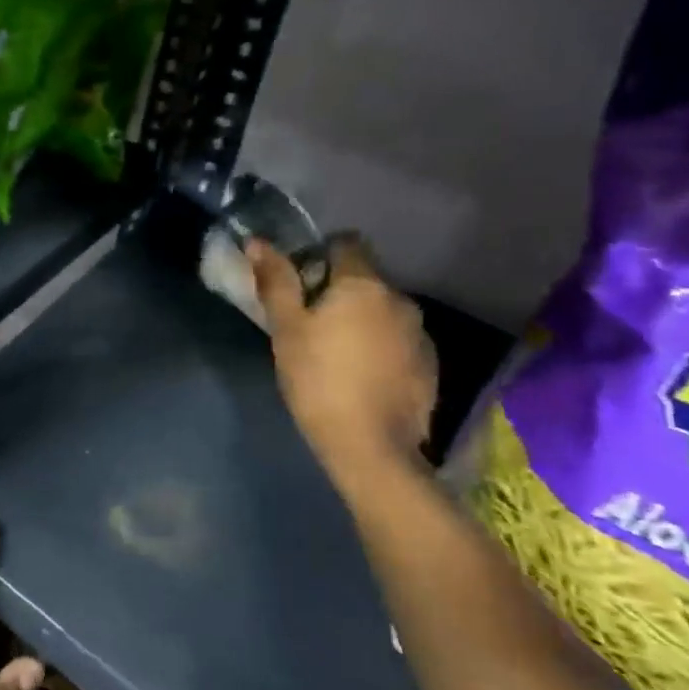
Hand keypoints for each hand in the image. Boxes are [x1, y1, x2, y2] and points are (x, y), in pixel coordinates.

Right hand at [251, 235, 437, 479]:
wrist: (372, 448)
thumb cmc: (318, 379)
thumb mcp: (286, 329)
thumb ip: (276, 282)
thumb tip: (257, 241)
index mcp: (364, 284)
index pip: (347, 243)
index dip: (320, 254)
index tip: (299, 282)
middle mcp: (400, 298)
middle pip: (365, 278)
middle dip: (339, 291)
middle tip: (310, 324)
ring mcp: (421, 333)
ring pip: (383, 311)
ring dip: (362, 320)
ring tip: (336, 354)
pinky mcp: (430, 365)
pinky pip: (399, 340)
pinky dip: (381, 347)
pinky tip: (362, 376)